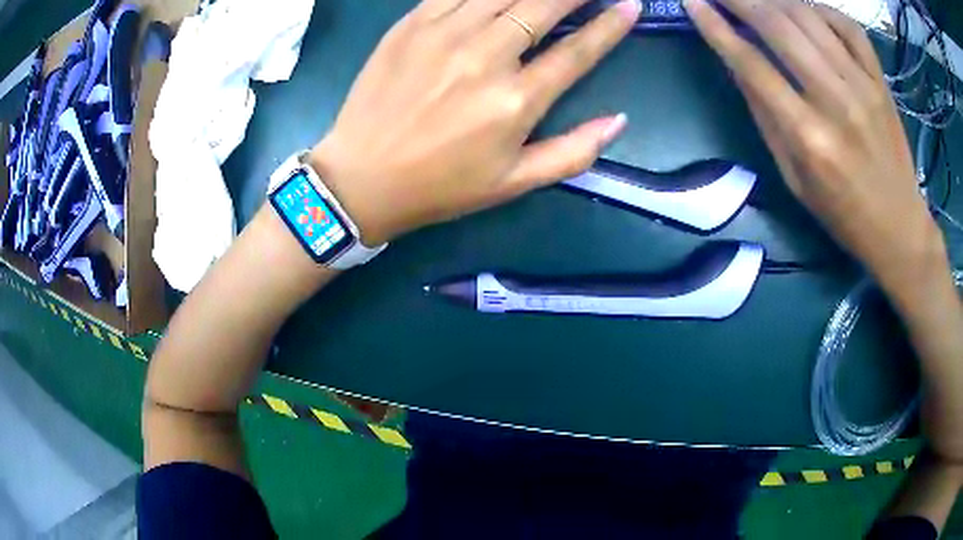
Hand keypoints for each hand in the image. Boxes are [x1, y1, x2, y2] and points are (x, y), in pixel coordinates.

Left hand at [309, 0, 639, 245]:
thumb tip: (618, 121)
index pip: (577, 50)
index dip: (610, 26)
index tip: (630, 7)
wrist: (361, 178)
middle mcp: (485, 57)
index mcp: (516, 101)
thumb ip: (573, 152)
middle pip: (543, 5)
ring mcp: (443, 34)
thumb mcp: (514, 183)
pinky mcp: (410, 25)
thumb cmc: (441, 186)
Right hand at [685, 0, 947, 297]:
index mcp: (809, 137)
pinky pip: (847, 26)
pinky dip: (821, 9)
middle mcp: (835, 101)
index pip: (751, 64)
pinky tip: (807, 11)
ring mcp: (863, 86)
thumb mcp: (795, 179)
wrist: (900, 228)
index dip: (717, 27)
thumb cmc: (843, 214)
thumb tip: (737, 62)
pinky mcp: (881, 82)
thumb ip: (766, 117)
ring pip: (809, 17)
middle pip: (778, 26)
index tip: (693, 2)